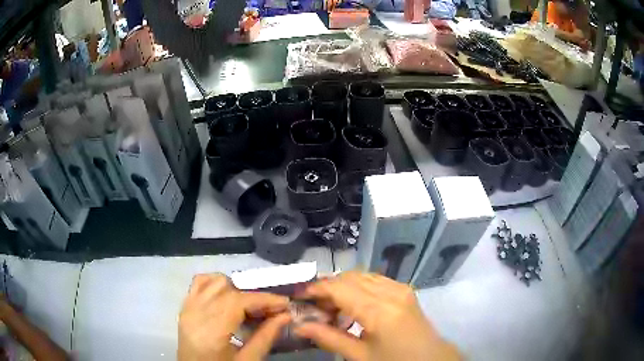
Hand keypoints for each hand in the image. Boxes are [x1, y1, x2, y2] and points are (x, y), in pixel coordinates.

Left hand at [178, 274, 290, 360]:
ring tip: (249, 307)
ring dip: (236, 289)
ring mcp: (188, 307)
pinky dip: (216, 283)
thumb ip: (265, 337)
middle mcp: (195, 312)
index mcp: (210, 330)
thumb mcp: (247, 360)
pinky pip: (199, 283)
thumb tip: (286, 316)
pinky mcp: (185, 307)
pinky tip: (227, 296)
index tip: (285, 303)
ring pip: (214, 281)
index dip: (264, 299)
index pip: (238, 301)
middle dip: (253, 296)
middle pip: (228, 289)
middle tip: (271, 310)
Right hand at [294, 271, 460, 360]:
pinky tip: (353, 304)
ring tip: (331, 306)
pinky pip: (375, 280)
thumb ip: (329, 338)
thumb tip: (299, 326)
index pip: (339, 288)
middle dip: (328, 287)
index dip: (316, 288)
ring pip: (362, 276)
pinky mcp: (405, 290)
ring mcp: (400, 288)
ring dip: (343, 286)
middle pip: (350, 277)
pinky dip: (358, 286)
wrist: (430, 359)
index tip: (298, 295)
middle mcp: (391, 292)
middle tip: (314, 306)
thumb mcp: (360, 356)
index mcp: (379, 310)